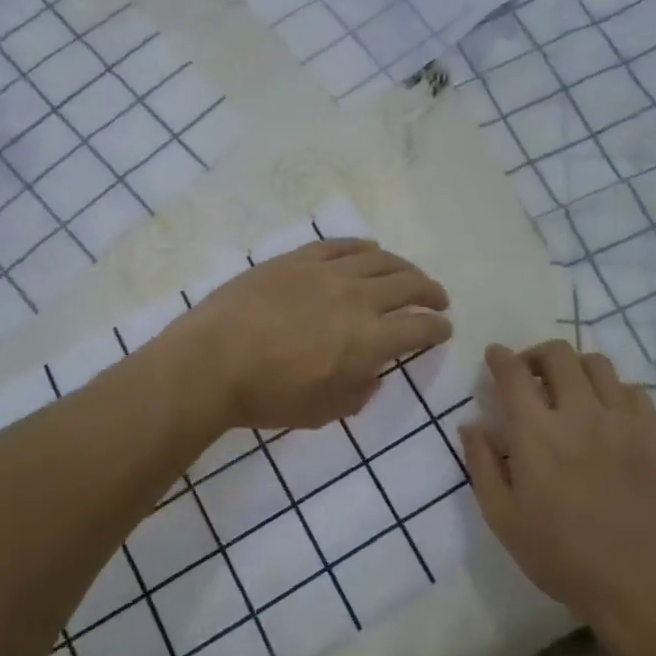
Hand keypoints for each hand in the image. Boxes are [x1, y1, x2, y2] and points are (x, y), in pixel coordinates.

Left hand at [166, 238, 451, 430]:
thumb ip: (359, 391)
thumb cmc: (269, 396)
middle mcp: (358, 297)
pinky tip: (370, 249)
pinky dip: (362, 246)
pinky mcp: (297, 259)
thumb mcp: (324, 411)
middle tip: (437, 299)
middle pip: (409, 285)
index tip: (444, 329)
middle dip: (431, 292)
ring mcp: (326, 272)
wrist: (212, 362)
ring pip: (379, 259)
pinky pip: (339, 244)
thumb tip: (371, 372)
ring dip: (403, 267)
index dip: (438, 329)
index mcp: (369, 339)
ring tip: (409, 274)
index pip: (420, 327)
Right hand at [461, 341, 655, 640]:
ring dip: (575, 368)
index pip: (513, 373)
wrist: (641, 585)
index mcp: (536, 433)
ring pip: (597, 364)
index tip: (495, 356)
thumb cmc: (561, 556)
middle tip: (530, 374)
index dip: (500, 357)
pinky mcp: (655, 434)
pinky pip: (633, 389)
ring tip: (570, 390)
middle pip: (557, 355)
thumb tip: (471, 424)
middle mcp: (579, 413)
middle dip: (536, 355)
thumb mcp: (503, 518)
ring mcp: (622, 420)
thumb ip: (482, 464)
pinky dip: (613, 390)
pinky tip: (607, 412)